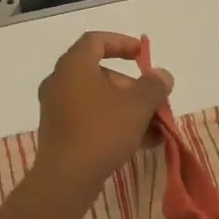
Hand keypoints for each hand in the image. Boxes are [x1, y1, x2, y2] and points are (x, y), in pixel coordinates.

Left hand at [33, 32, 173, 198]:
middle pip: (100, 73)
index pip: (96, 40)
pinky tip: (140, 143)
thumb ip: (153, 86)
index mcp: (73, 66)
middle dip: (131, 87)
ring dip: (127, 109)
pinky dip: (113, 123)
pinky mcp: (58, 133)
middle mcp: (59, 82)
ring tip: (154, 129)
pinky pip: (90, 118)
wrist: (65, 178)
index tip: (142, 55)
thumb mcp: (137, 106)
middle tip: (153, 103)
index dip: (122, 43)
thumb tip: (162, 76)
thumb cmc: (101, 131)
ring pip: (98, 100)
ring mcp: (56, 109)